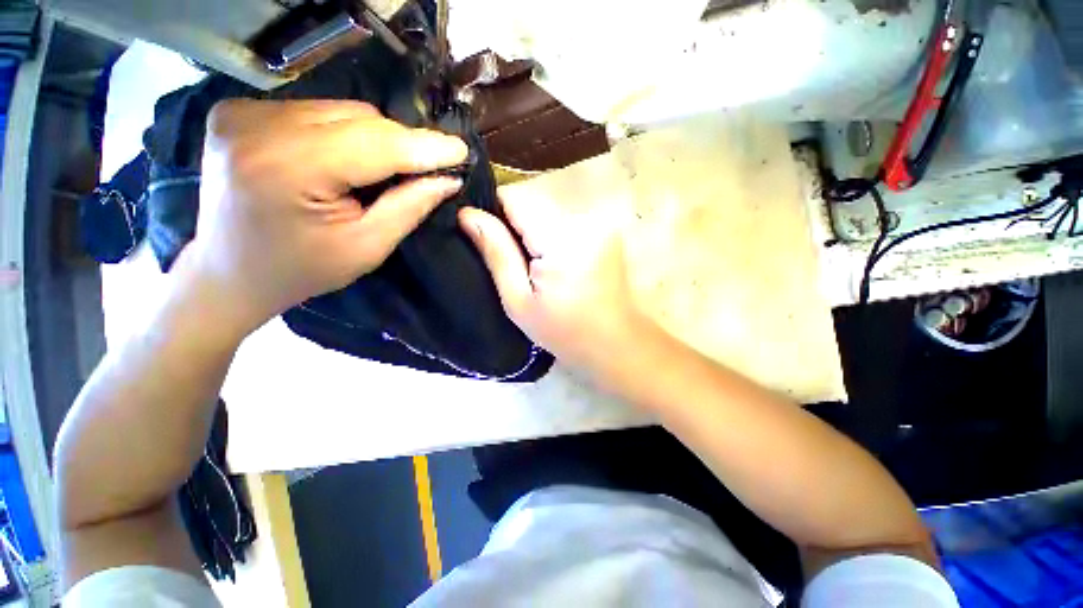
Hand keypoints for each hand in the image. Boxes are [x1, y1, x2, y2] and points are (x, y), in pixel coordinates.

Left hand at [183, 99, 466, 333]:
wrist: (230, 272)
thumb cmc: (303, 270)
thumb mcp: (367, 247)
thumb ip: (409, 207)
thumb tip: (447, 178)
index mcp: (288, 168)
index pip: (375, 144)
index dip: (425, 146)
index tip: (462, 151)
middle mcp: (259, 126)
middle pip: (359, 120)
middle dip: (403, 143)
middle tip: (432, 166)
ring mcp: (243, 112)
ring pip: (341, 110)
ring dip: (376, 137)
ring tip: (387, 168)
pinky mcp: (239, 111)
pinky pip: (317, 111)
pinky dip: (346, 132)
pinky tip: (348, 158)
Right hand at [459, 188, 650, 380]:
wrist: (614, 343)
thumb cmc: (563, 331)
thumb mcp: (518, 300)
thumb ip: (496, 252)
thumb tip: (466, 213)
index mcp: (561, 239)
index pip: (514, 197)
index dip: (494, 213)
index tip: (490, 240)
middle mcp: (584, 221)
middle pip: (532, 203)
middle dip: (516, 227)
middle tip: (516, 263)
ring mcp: (599, 224)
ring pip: (548, 211)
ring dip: (535, 232)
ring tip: (536, 267)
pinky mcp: (606, 231)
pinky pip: (566, 221)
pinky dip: (553, 237)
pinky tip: (555, 264)